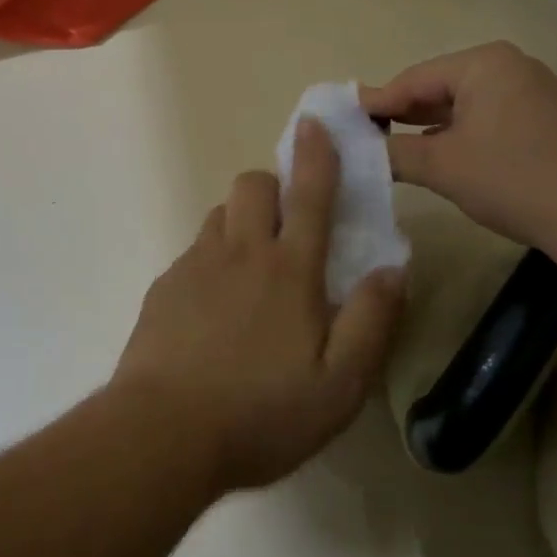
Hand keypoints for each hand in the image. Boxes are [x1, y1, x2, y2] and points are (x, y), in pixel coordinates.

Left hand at [111, 119, 405, 493]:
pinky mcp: (165, 287)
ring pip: (220, 214)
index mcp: (289, 270)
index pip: (310, 195)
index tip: (314, 123)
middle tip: (286, 225)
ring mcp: (196, 266)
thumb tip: (394, 268)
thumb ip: (372, 321)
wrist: (163, 433)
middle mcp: (241, 253)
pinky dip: (212, 259)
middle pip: (252, 185)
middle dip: (273, 186)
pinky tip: (213, 308)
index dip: (316, 154)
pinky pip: (194, 251)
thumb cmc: (262, 413)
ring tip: (251, 268)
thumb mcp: (340, 385)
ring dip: (240, 221)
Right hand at [360, 41, 556, 247]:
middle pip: (446, 88)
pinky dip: (476, 137)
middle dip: (410, 113)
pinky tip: (466, 162)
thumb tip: (362, 147)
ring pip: (476, 107)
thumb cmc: (512, 177)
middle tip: (374, 134)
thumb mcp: (441, 165)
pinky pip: (504, 122)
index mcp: (484, 64)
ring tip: (412, 149)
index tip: (349, 118)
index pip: (415, 78)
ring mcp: (546, 94)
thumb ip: (394, 152)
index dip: (379, 101)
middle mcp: (516, 67)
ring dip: (442, 127)